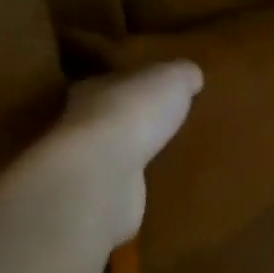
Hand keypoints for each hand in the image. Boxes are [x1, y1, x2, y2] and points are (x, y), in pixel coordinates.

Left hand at [14, 60, 202, 247]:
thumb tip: (191, 75)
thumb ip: (181, 74)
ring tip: (164, 158)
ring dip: (133, 156)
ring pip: (113, 154)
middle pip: (109, 118)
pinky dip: (132, 187)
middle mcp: (82, 124)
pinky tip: (153, 188)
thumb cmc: (134, 114)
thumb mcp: (171, 79)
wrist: (104, 175)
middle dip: (133, 121)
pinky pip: (120, 187)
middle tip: (163, 125)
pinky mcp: (97, 198)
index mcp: (93, 89)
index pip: (111, 81)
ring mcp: (88, 165)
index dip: (131, 83)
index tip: (152, 89)